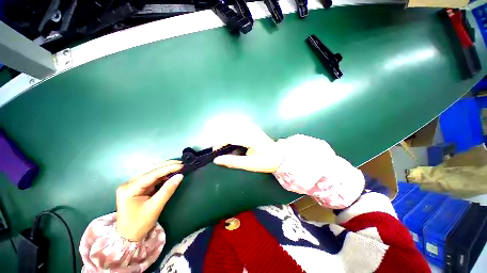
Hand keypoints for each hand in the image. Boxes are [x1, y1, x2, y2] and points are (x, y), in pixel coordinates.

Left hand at [115, 160, 182, 241]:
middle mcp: (129, 183)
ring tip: (178, 166)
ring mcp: (133, 184)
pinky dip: (163, 175)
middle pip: (150, 170)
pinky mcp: (138, 187)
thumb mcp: (155, 207)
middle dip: (167, 165)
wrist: (128, 236)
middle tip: (181, 163)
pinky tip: (171, 173)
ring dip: (165, 168)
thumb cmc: (139, 224)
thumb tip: (180, 176)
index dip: (168, 168)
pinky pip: (152, 177)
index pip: (152, 174)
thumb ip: (167, 190)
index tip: (181, 165)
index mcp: (129, 188)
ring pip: (152, 172)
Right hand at [213, 126, 282, 172]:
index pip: (229, 136)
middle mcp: (250, 129)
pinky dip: (231, 133)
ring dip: (225, 135)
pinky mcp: (252, 127)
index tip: (215, 152)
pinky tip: (232, 141)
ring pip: (232, 127)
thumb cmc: (266, 161)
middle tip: (219, 150)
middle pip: (229, 130)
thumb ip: (233, 162)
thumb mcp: (249, 165)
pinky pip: (237, 127)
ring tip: (224, 146)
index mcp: (251, 138)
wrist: (279, 156)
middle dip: (221, 139)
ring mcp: (252, 127)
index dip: (219, 143)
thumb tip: (217, 160)